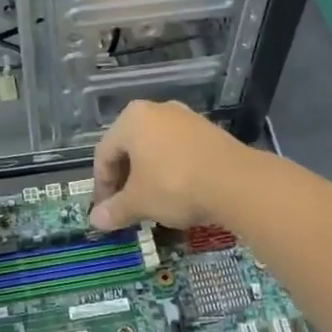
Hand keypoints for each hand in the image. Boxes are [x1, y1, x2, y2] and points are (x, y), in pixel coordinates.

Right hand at [89, 100, 246, 230]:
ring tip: (151, 203)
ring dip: (148, 176)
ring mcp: (186, 119)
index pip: (104, 154)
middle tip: (125, 207)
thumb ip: (114, 210)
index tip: (105, 210)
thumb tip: (95, 220)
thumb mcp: (139, 202)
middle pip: (130, 148)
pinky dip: (171, 171)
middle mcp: (157, 110)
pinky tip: (177, 193)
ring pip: (155, 149)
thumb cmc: (174, 185)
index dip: (101, 185)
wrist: (236, 182)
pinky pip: (179, 151)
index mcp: (131, 119)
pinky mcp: (209, 131)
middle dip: (125, 180)